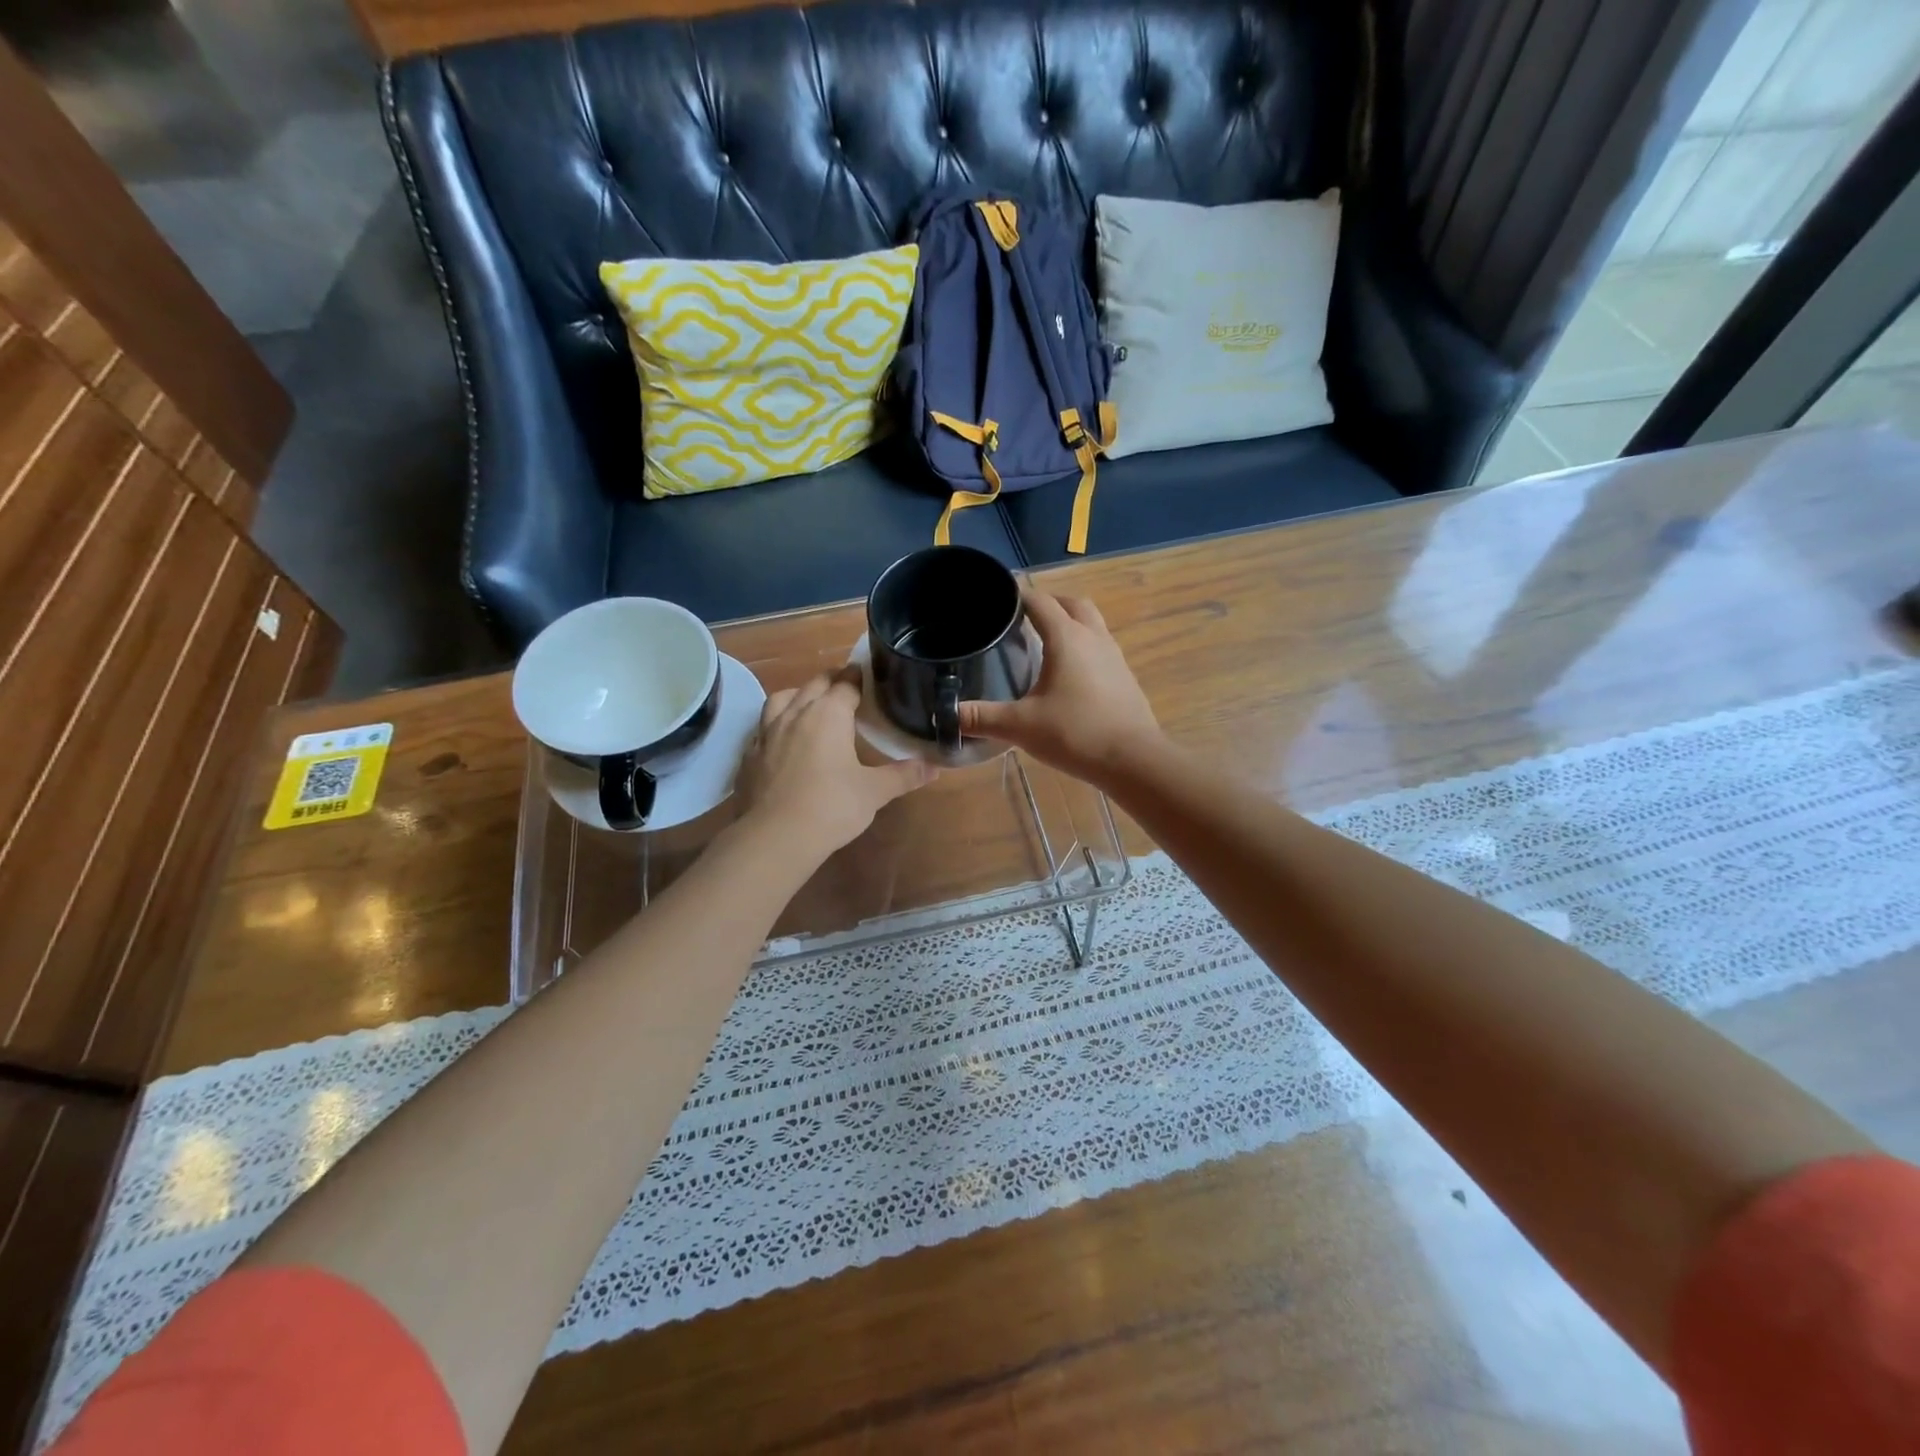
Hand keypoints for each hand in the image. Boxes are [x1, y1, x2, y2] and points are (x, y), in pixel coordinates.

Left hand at [738, 670, 933, 860]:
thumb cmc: (832, 807)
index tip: (867, 675)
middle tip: (846, 685)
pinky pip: (763, 728)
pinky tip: (783, 740)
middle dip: (831, 680)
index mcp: (828, 715)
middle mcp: (796, 714)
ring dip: (798, 695)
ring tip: (809, 704)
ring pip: (782, 699)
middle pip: (814, 684)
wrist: (776, 837)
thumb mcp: (875, 792)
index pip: (846, 684)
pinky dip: (776, 725)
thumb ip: (904, 775)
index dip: (858, 677)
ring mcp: (767, 733)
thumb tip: (935, 767)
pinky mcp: (749, 755)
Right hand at [958, 590, 1164, 785]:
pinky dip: (1083, 646)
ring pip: (1091, 623)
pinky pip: (1101, 646)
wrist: (1133, 759)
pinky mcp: (1125, 676)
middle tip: (1024, 617)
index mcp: (1066, 638)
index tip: (997, 597)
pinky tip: (1070, 673)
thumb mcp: (1020, 726)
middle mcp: (1093, 637)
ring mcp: (1114, 656)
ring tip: (1045, 641)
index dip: (1017, 594)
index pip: (1039, 601)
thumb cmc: (1075, 734)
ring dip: (1070, 622)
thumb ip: (982, 718)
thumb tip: (948, 714)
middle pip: (1072, 603)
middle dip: (1048, 603)